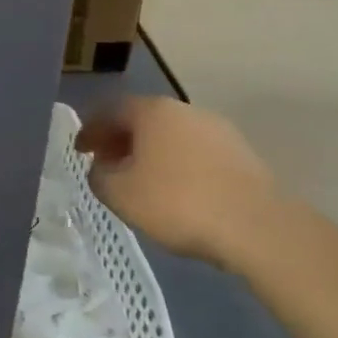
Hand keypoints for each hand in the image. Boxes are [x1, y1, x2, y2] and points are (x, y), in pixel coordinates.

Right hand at [76, 97, 278, 271]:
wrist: (257, 227)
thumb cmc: (177, 203)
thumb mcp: (119, 194)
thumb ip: (99, 176)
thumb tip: (102, 167)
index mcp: (152, 111)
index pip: (110, 110)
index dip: (90, 129)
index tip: (80, 151)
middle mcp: (185, 111)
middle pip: (142, 119)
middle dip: (120, 139)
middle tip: (106, 163)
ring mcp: (218, 130)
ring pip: (170, 135)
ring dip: (149, 152)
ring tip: (140, 181)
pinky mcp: (241, 154)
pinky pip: (195, 152)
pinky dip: (176, 164)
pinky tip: (174, 190)